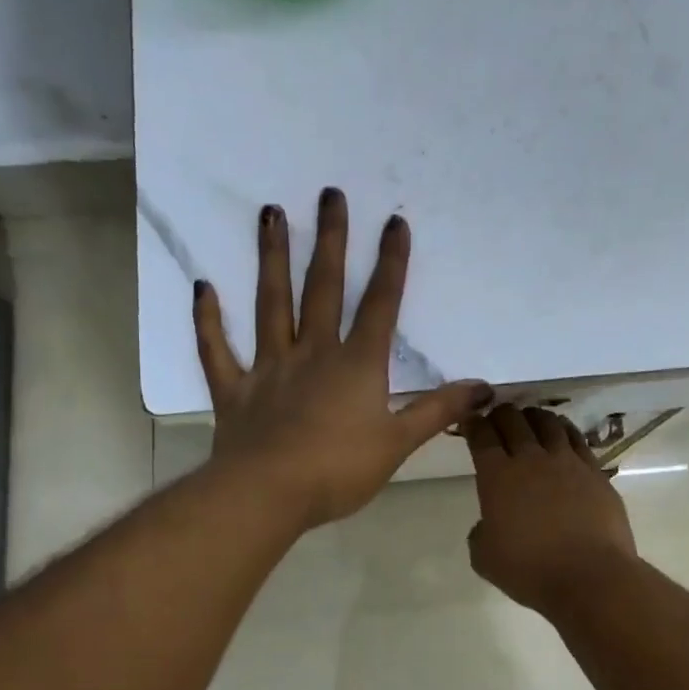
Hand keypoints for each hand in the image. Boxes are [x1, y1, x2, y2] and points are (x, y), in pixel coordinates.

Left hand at [193, 189, 492, 530]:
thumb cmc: (338, 471)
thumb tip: (485, 388)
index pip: (380, 305)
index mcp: (355, 365)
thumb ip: (439, 411)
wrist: (268, 495)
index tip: (394, 221)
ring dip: (271, 258)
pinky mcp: (234, 390)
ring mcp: (269, 368)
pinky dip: (208, 320)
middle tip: (329, 194)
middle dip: (330, 240)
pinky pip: (217, 350)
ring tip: (270, 214)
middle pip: (323, 288)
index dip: (390, 263)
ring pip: (270, 304)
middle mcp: (312, 353)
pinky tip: (203, 287)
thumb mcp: (399, 443)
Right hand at [465, 405, 638, 612]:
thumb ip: (480, 533)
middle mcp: (530, 459)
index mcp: (497, 476)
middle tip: (496, 418)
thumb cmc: (530, 571)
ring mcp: (566, 461)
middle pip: (513, 420)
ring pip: (547, 422)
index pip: (481, 437)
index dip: (473, 424)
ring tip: (529, 419)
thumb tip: (489, 522)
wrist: (590, 576)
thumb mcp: (485, 558)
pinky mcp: (594, 471)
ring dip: (533, 416)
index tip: (469, 421)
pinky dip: (564, 429)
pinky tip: (562, 432)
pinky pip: (576, 438)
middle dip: (500, 414)